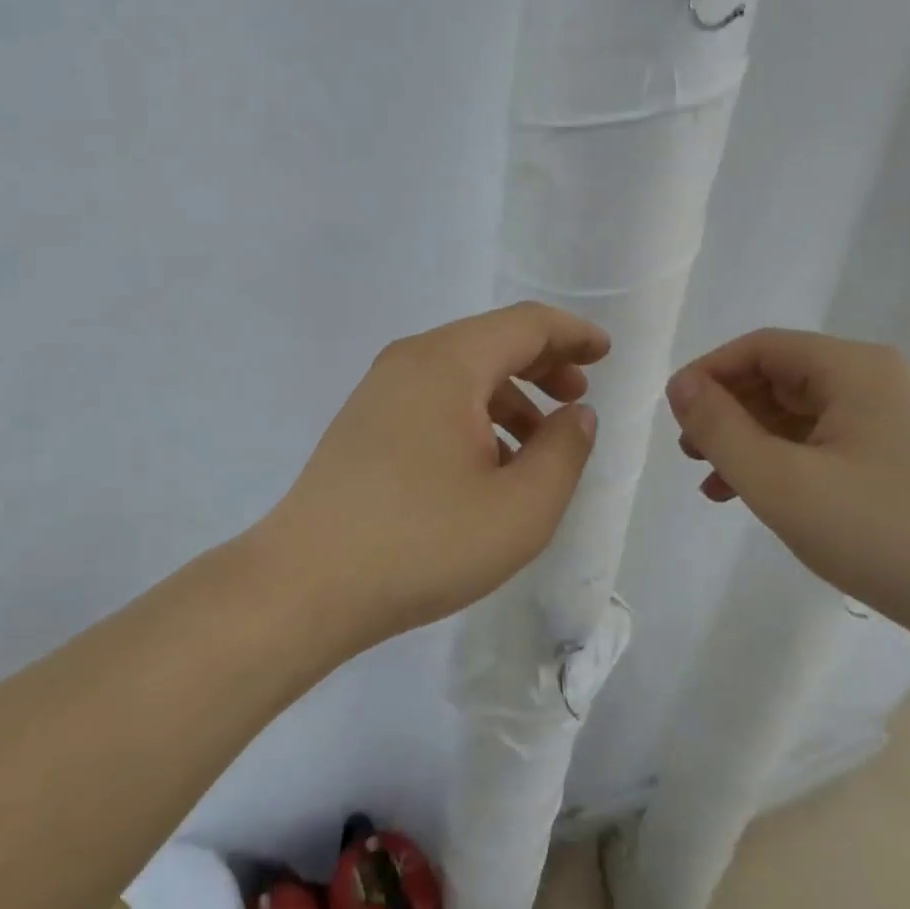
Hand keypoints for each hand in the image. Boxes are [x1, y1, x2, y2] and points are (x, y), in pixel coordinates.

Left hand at [257, 302, 607, 649]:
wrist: (305, 584)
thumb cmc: (423, 542)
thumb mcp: (520, 508)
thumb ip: (563, 452)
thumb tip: (576, 414)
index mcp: (449, 362)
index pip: (525, 324)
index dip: (571, 334)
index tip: (604, 354)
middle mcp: (410, 360)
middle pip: (491, 341)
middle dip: (542, 363)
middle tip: (576, 397)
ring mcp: (379, 390)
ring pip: (461, 372)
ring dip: (508, 395)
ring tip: (536, 446)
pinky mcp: (363, 422)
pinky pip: (432, 398)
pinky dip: (472, 414)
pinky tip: (485, 464)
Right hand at [665, 329, 909, 673]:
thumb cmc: (884, 536)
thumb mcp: (781, 483)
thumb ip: (720, 429)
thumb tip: (681, 386)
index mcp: (854, 369)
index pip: (760, 348)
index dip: (708, 374)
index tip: (674, 414)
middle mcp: (880, 382)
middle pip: (781, 378)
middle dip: (728, 412)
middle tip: (691, 455)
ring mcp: (900, 423)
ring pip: (803, 416)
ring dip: (753, 443)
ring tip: (715, 485)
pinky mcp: (909, 462)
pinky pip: (830, 445)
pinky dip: (789, 463)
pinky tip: (766, 499)